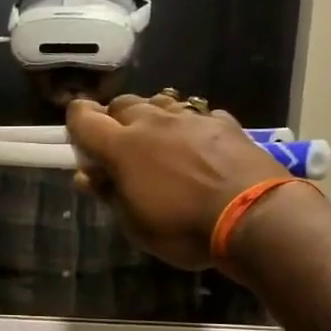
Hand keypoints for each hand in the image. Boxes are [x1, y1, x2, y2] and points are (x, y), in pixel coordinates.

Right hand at [65, 95, 289, 270]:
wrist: (254, 216)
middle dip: (114, 118)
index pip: (85, 118)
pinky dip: (188, 126)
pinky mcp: (222, 123)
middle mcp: (152, 122)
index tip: (76, 133)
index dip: (75, 120)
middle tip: (119, 144)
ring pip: (159, 103)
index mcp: (122, 146)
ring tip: (157, 140)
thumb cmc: (184, 228)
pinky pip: (196, 115)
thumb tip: (87, 175)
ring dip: (150, 116)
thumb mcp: (135, 224)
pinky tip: (197, 145)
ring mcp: (190, 118)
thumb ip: (109, 193)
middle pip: (122, 104)